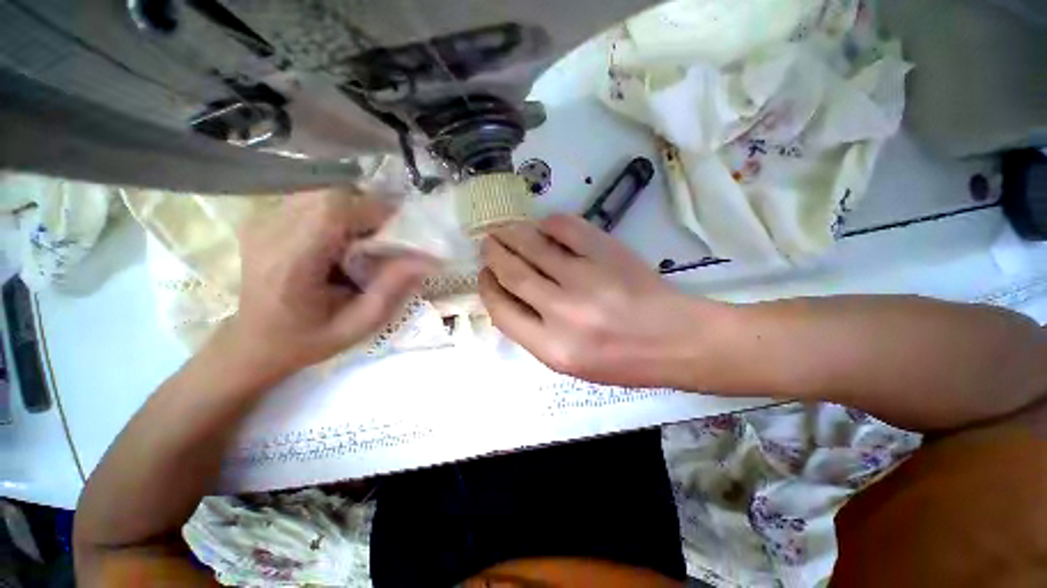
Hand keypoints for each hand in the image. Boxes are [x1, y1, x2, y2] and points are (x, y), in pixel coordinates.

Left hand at [227, 189, 433, 377]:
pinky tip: (343, 236)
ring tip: (365, 238)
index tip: (400, 229)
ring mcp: (261, 222)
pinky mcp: (264, 218)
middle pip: (329, 194)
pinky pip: (311, 198)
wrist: (254, 342)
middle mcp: (269, 233)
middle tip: (385, 236)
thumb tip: (427, 260)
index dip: (374, 211)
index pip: (332, 211)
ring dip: (354, 208)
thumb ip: (391, 291)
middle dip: (368, 208)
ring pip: (322, 192)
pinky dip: (338, 210)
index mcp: (290, 264)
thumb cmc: (308, 340)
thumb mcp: (358, 326)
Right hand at [479, 214, 726, 387]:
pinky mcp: (607, 253)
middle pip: (513, 273)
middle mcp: (563, 313)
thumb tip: (509, 295)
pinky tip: (544, 226)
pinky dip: (549, 223)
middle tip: (488, 243)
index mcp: (553, 349)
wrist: (676, 340)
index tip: (485, 275)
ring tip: (505, 230)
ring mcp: (586, 278)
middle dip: (494, 254)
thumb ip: (535, 333)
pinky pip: (567, 228)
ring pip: (533, 246)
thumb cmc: (623, 360)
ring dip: (512, 234)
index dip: (488, 289)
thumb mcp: (571, 363)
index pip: (502, 311)